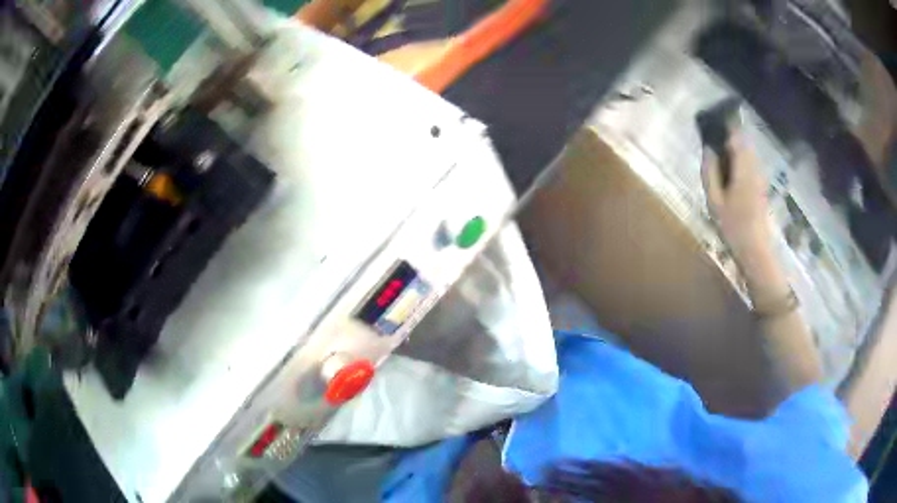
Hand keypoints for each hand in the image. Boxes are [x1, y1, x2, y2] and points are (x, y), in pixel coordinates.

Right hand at [701, 131, 771, 262]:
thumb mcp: (714, 201)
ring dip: (734, 149)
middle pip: (743, 139)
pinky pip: (749, 162)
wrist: (756, 249)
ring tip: (719, 159)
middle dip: (728, 136)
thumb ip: (710, 171)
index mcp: (743, 167)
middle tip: (713, 144)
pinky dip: (739, 160)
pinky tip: (730, 174)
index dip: (725, 125)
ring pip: (747, 150)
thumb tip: (708, 149)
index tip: (711, 122)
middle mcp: (754, 166)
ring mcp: (760, 174)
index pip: (736, 134)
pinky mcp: (761, 183)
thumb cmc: (733, 226)